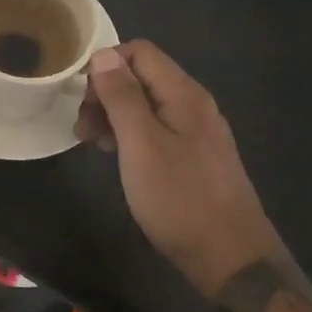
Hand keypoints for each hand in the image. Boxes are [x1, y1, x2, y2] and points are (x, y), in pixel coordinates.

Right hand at [78, 40, 276, 295]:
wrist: (231, 259)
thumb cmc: (180, 199)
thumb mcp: (141, 145)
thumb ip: (122, 97)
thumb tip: (104, 54)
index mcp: (184, 94)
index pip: (140, 51)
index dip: (105, 64)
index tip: (80, 96)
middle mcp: (193, 104)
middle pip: (142, 76)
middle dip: (106, 92)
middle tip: (81, 127)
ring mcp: (197, 132)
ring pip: (146, 104)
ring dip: (114, 115)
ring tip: (90, 143)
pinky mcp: (195, 157)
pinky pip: (156, 129)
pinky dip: (130, 134)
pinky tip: (116, 156)